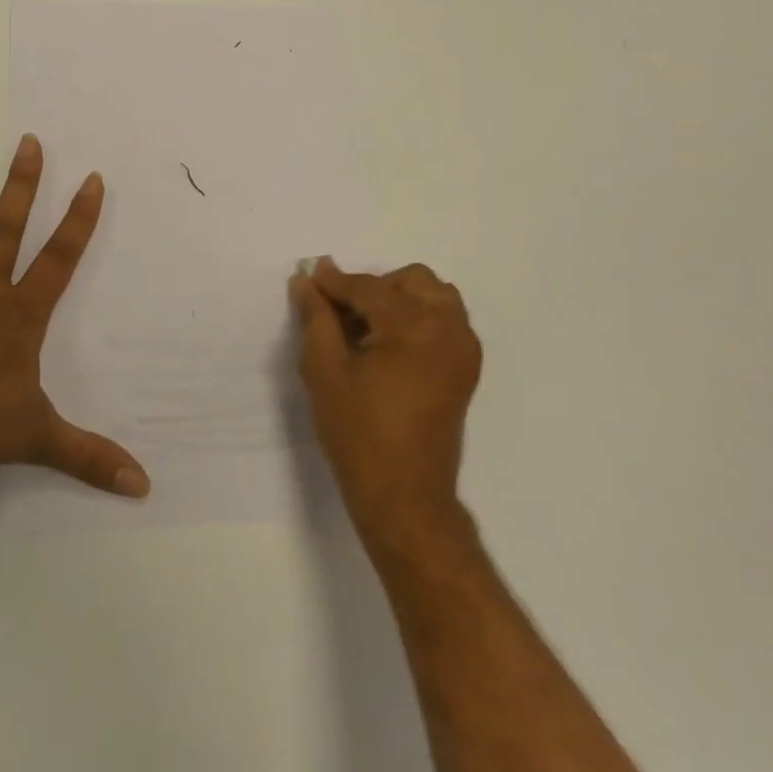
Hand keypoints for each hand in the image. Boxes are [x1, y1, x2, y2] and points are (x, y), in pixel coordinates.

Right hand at [290, 258, 481, 546]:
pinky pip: (445, 319)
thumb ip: (316, 318)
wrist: (404, 494)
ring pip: (433, 295)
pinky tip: (389, 343)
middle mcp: (448, 328)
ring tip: (367, 327)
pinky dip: (418, 317)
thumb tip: (306, 280)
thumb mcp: (324, 371)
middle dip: (372, 288)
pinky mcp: (466, 366)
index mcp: (414, 326)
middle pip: (409, 280)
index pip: (368, 287)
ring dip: (399, 298)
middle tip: (339, 314)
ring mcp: (463, 347)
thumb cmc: (358, 432)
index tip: (308, 277)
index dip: (334, 282)